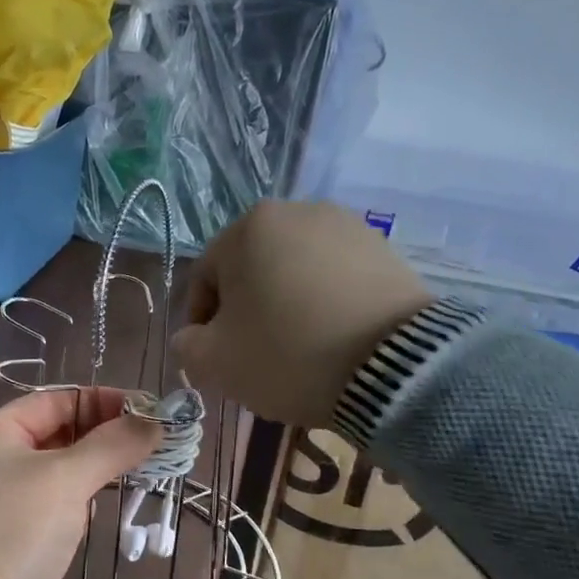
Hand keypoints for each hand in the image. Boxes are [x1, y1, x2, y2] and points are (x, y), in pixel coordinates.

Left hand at [0, 388, 159, 578]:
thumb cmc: (16, 527)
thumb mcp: (66, 478)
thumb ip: (111, 446)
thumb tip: (154, 423)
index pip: (54, 401)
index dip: (100, 401)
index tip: (145, 409)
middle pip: (58, 434)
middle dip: (105, 434)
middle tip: (152, 439)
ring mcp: (7, 501)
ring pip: (61, 471)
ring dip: (99, 467)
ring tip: (144, 465)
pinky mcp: (20, 535)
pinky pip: (59, 504)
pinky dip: (85, 498)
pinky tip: (113, 500)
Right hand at [173, 200, 433, 427]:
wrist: (393, 366)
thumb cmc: (286, 355)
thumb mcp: (215, 362)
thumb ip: (186, 345)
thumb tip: (191, 336)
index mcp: (247, 228)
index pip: (204, 277)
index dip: (199, 322)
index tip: (210, 357)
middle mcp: (296, 211)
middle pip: (250, 269)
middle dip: (244, 311)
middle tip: (250, 353)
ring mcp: (347, 226)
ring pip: (293, 272)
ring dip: (283, 305)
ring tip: (294, 348)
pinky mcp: (384, 249)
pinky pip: (334, 277)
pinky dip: (322, 303)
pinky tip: (329, 338)